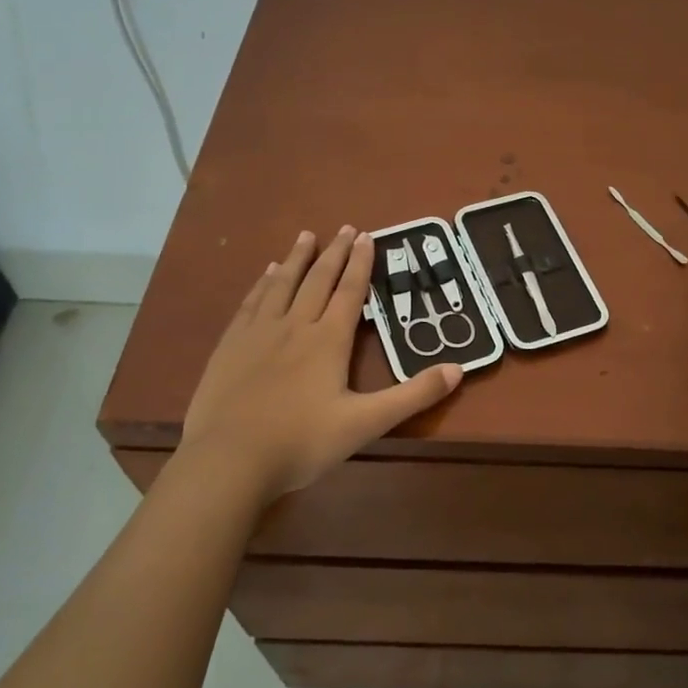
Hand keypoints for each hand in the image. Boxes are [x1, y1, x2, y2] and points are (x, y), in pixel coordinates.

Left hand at [180, 227, 461, 501]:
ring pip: (281, 284)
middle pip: (317, 280)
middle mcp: (295, 325)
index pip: (350, 291)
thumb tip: (458, 369)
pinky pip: (251, 302)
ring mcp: (258, 333)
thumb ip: (413, 396)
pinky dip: (262, 283)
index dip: (361, 263)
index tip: (367, 236)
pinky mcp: (230, 345)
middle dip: (334, 253)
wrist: (229, 460)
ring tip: (306, 236)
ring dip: (296, 258)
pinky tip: (265, 274)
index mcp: (328, 340)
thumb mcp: (367, 423)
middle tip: (345, 228)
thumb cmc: (302, 442)